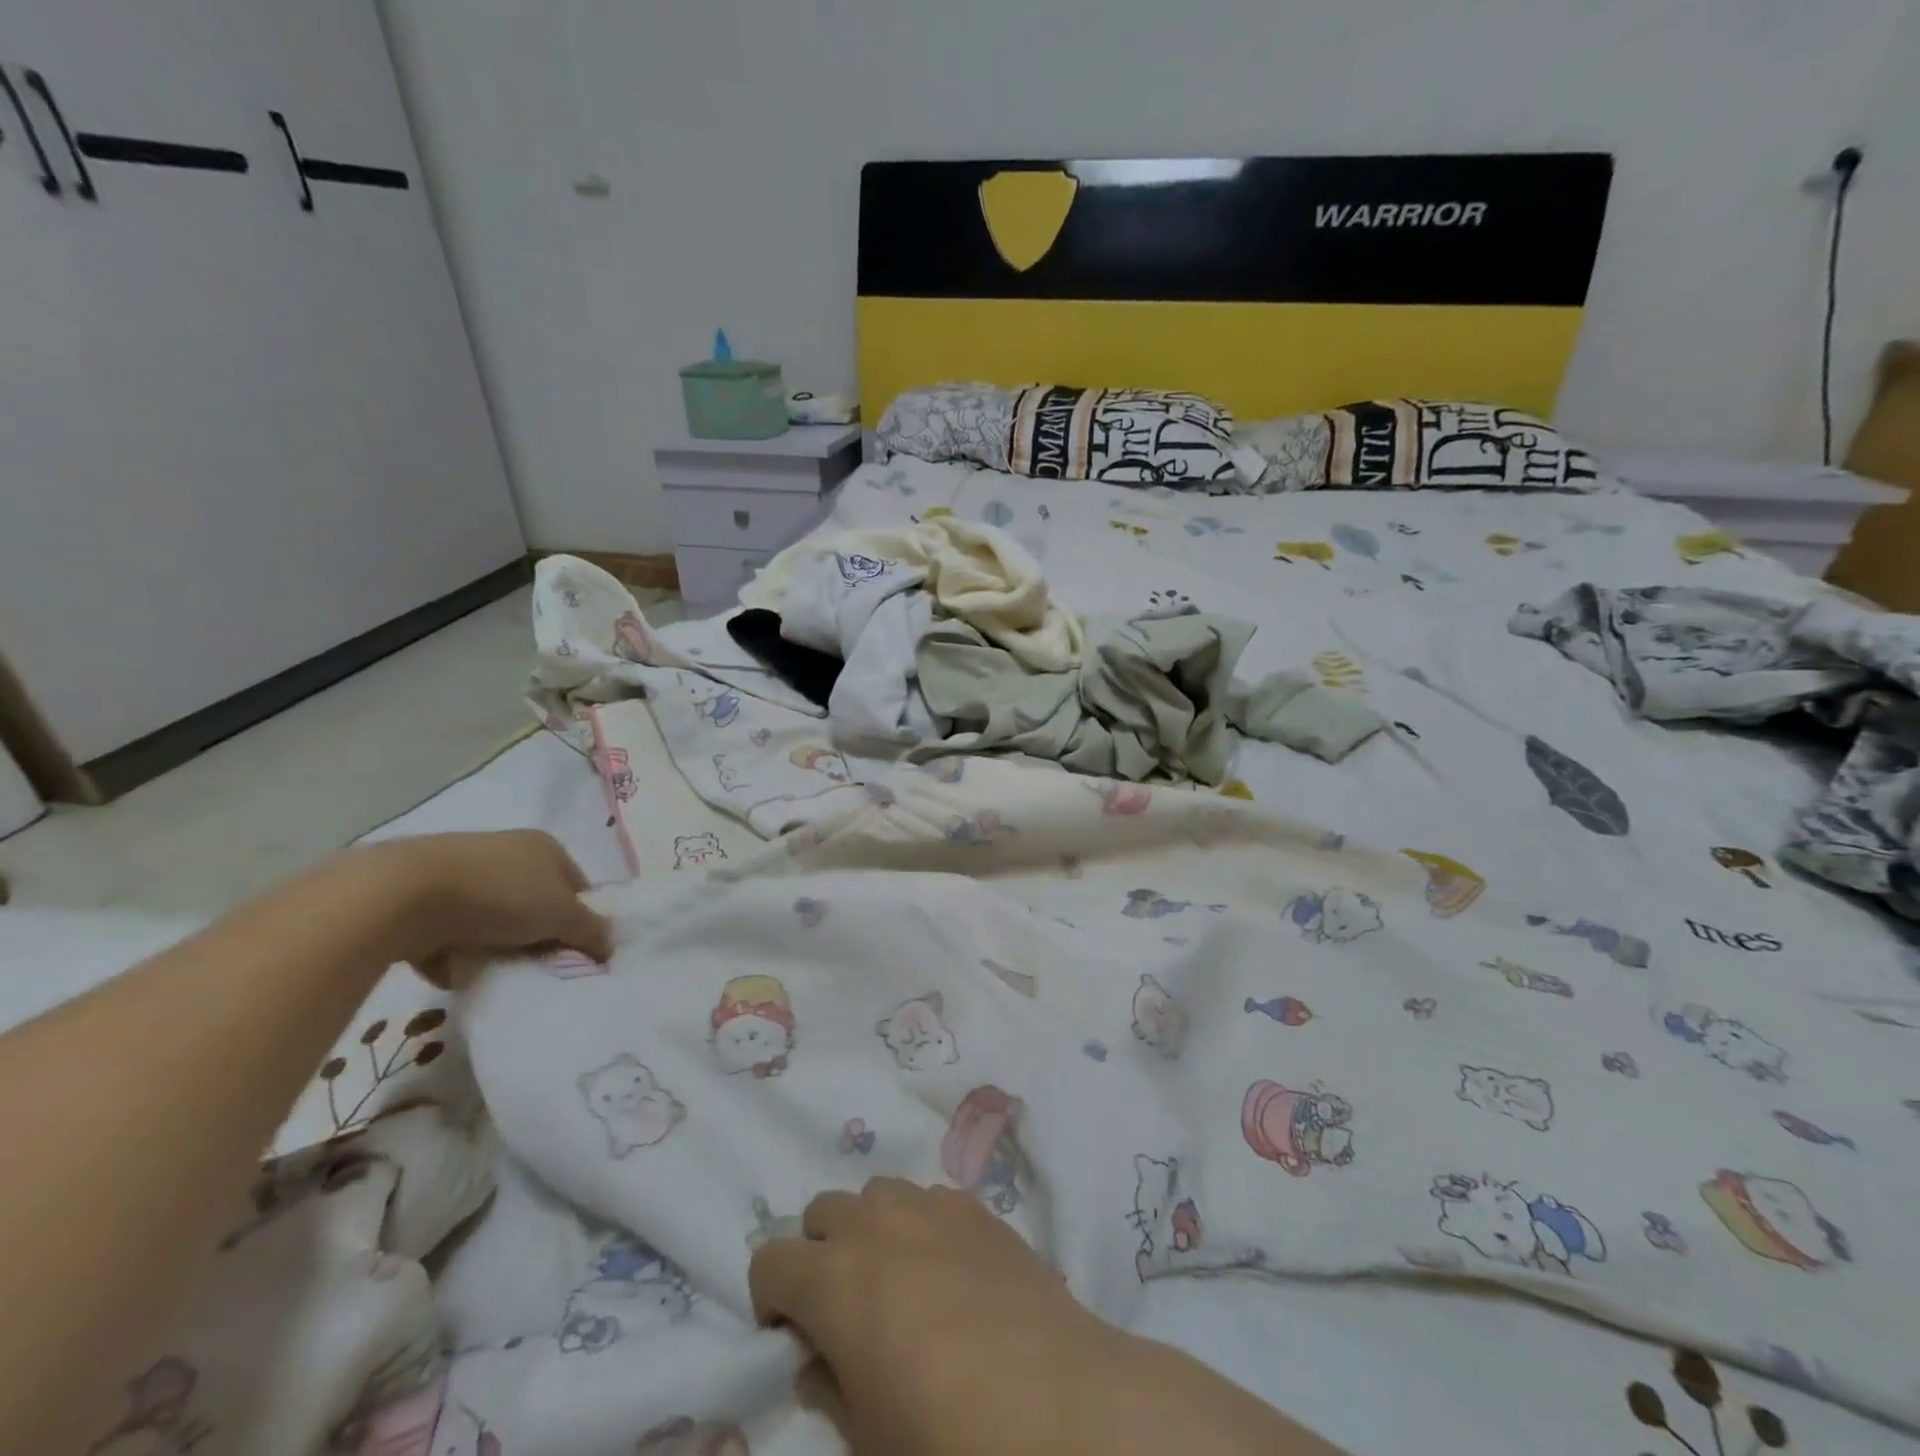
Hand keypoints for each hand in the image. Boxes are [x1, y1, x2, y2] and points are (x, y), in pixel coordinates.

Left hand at [363, 831, 613, 982]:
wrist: (402, 896)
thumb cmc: (500, 895)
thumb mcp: (561, 915)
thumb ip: (591, 930)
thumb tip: (611, 946)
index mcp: (545, 847)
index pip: (577, 886)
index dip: (580, 920)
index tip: (575, 952)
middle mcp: (507, 852)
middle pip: (536, 903)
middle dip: (539, 936)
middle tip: (539, 965)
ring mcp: (464, 872)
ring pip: (495, 919)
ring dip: (498, 946)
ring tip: (497, 970)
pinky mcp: (424, 897)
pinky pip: (454, 932)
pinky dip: (457, 952)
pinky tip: (455, 968)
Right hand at [748, 1178, 1109, 1455]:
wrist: (1053, 1400)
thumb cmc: (945, 1432)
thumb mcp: (867, 1434)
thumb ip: (830, 1385)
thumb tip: (818, 1360)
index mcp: (832, 1278)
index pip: (768, 1259)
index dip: (771, 1297)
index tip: (791, 1332)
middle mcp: (874, 1224)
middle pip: (822, 1211)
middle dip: (819, 1251)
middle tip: (844, 1304)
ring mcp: (928, 1205)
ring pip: (876, 1193)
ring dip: (871, 1227)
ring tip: (897, 1277)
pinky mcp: (974, 1205)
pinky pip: (928, 1198)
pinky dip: (920, 1223)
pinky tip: (948, 1267)